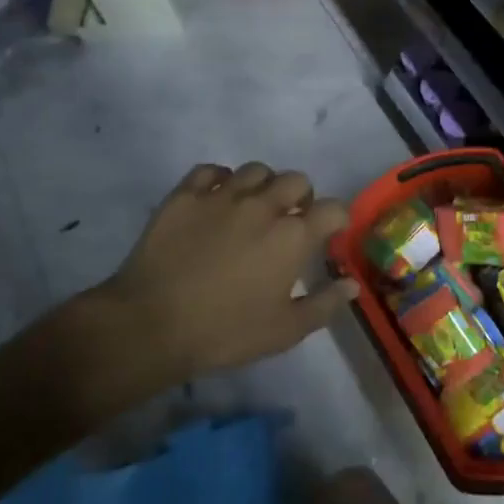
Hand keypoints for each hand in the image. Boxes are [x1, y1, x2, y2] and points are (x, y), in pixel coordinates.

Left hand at [75, 162, 359, 396]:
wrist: (152, 324)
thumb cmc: (225, 332)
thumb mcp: (285, 330)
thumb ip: (324, 304)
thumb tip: (352, 285)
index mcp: (292, 236)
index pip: (332, 209)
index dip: (337, 219)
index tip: (330, 232)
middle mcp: (263, 206)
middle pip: (296, 180)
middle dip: (302, 197)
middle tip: (291, 220)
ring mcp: (222, 195)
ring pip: (256, 170)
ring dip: (264, 185)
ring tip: (255, 206)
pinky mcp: (186, 194)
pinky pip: (211, 170)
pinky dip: (221, 179)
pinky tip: (218, 197)